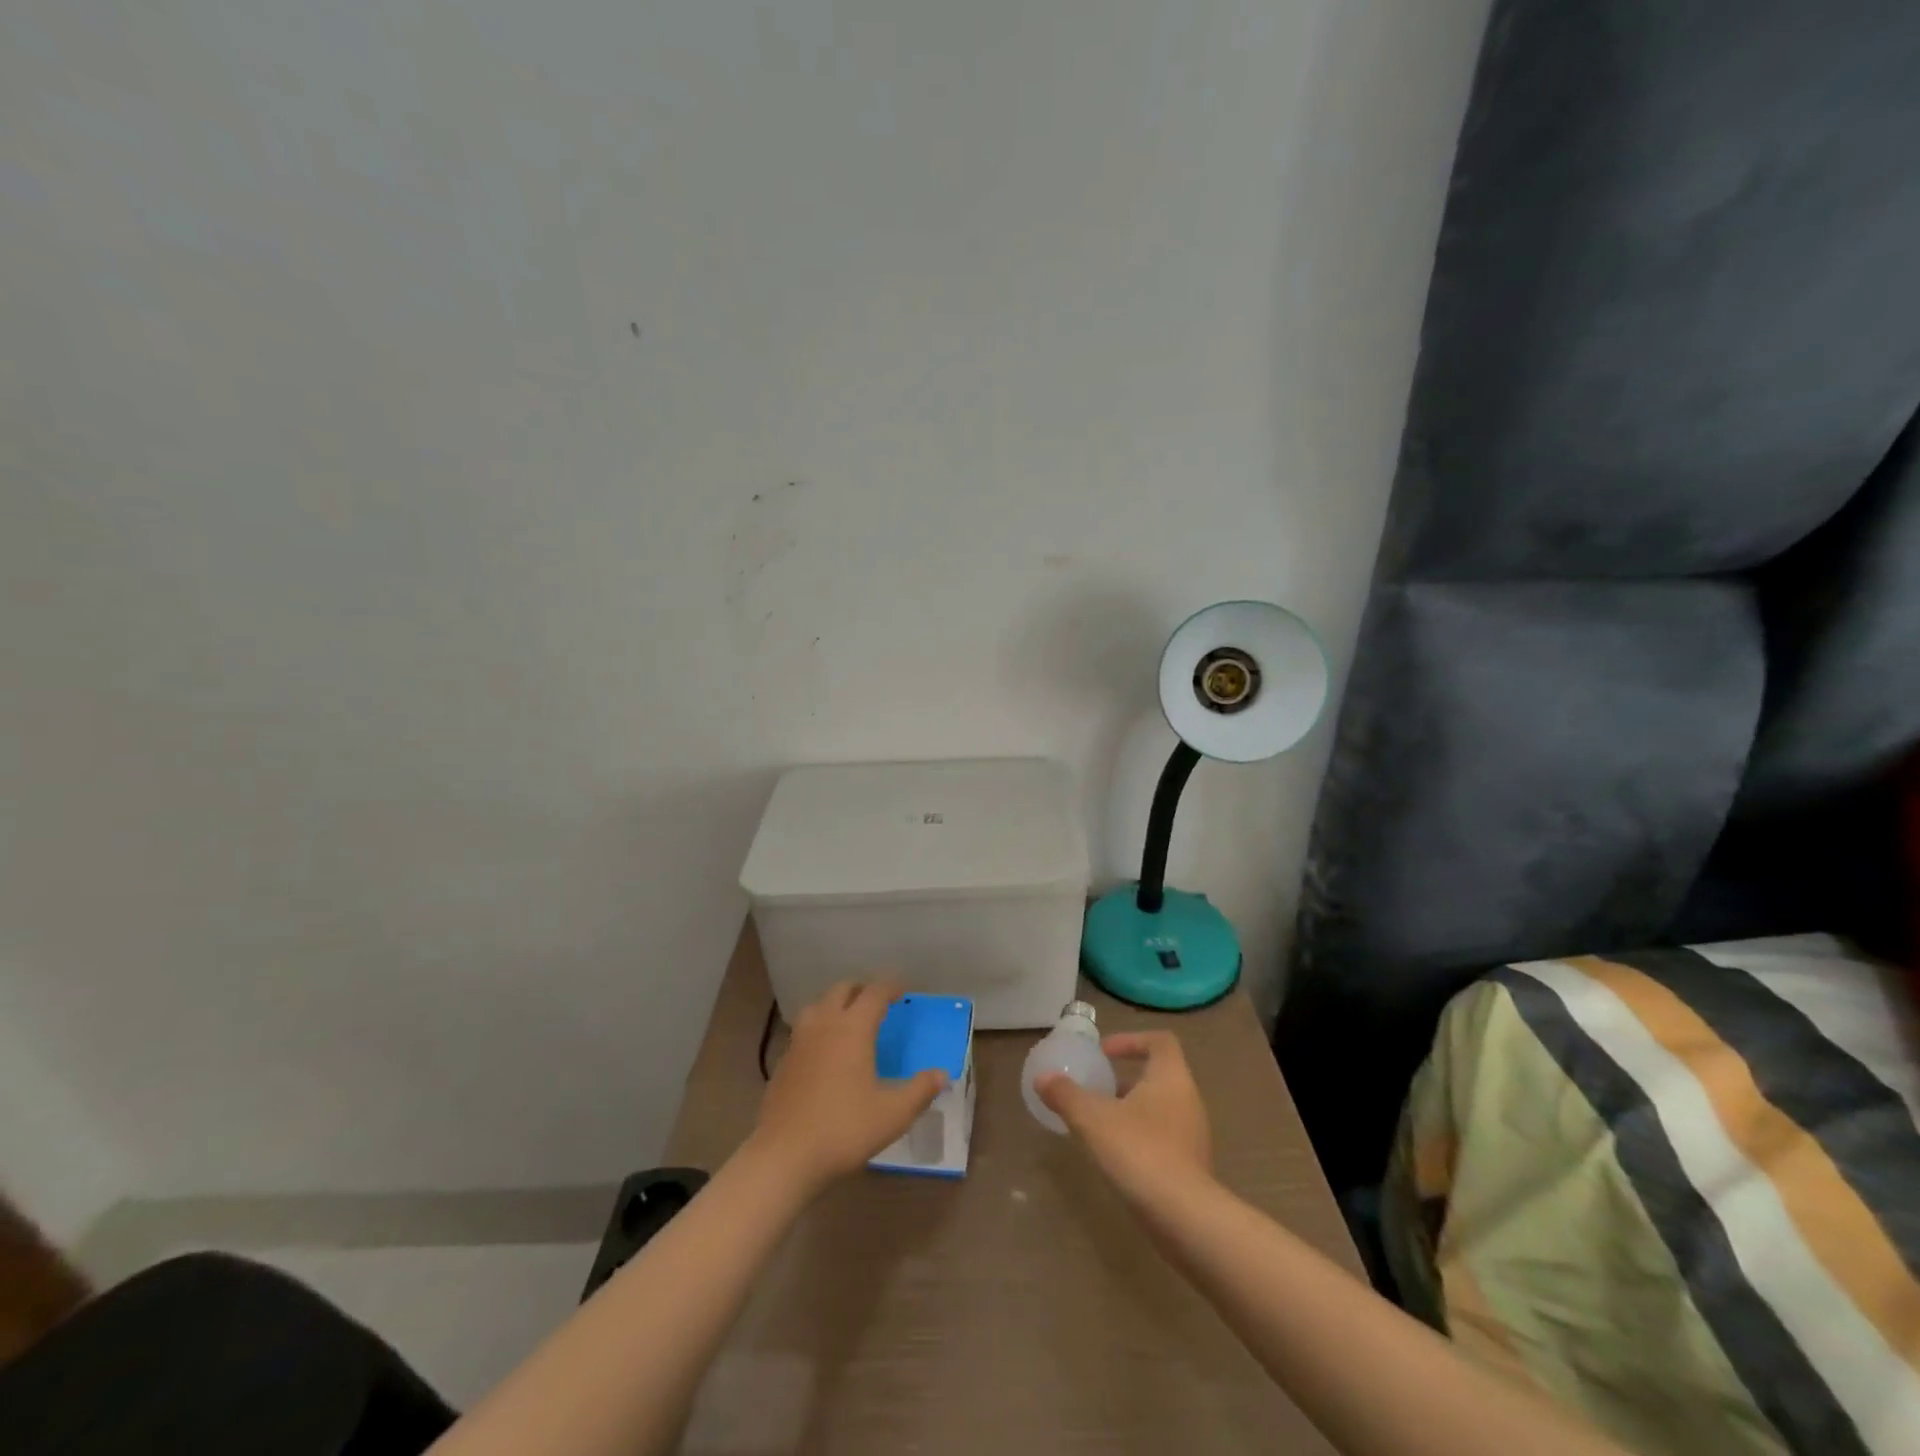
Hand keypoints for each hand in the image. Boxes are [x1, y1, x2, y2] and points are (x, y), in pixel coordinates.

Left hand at [747, 980, 945, 1195]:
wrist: (784, 1156)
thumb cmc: (844, 1129)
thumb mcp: (893, 1114)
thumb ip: (920, 1090)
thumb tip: (942, 1075)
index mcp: (853, 1028)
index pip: (874, 993)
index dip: (890, 987)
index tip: (903, 991)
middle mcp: (824, 1024)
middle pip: (842, 990)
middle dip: (862, 989)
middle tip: (878, 1002)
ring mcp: (798, 1041)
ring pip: (818, 1005)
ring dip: (836, 1004)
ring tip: (849, 1021)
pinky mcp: (783, 1061)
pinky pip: (804, 1029)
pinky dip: (819, 1027)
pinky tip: (825, 1051)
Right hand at [1038, 1031, 1212, 1210]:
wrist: (1185, 1219)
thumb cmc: (1139, 1152)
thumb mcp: (1092, 1119)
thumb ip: (1066, 1095)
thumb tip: (1042, 1078)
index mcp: (1171, 1077)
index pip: (1160, 1041)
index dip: (1131, 1040)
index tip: (1104, 1053)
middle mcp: (1188, 1100)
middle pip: (1159, 1075)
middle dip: (1125, 1079)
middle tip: (1096, 1088)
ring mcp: (1194, 1136)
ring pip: (1161, 1109)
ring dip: (1132, 1109)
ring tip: (1100, 1123)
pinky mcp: (1192, 1167)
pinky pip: (1164, 1138)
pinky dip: (1141, 1137)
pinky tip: (1116, 1156)